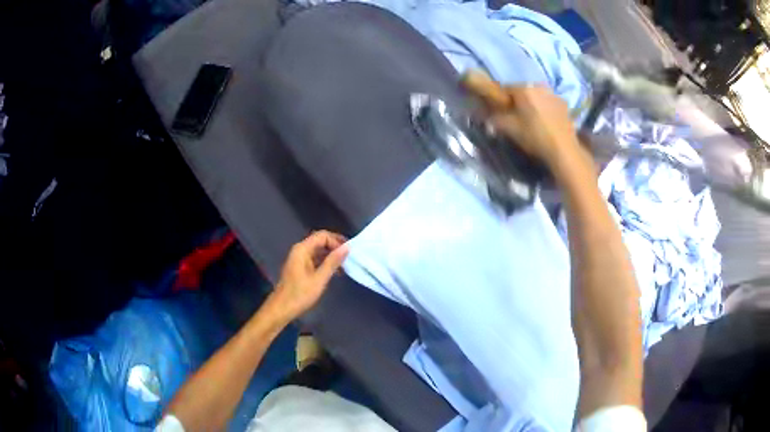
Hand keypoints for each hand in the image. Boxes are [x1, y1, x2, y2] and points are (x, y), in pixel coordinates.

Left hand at [271, 231, 348, 319]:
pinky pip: (315, 259)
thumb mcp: (319, 279)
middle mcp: (300, 250)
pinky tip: (335, 272)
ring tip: (345, 265)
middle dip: (335, 247)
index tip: (348, 252)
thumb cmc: (300, 294)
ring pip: (318, 250)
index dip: (336, 241)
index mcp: (302, 249)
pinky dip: (325, 262)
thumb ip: (333, 262)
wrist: (282, 308)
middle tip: (350, 256)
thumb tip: (346, 248)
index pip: (322, 235)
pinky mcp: (300, 267)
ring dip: (331, 255)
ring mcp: (299, 259)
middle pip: (320, 241)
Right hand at [462, 70, 583, 168]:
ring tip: (532, 120)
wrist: (564, 150)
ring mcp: (554, 94)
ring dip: (533, 104)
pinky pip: (549, 103)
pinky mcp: (565, 104)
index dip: (500, 99)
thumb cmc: (534, 136)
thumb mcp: (510, 129)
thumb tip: (487, 117)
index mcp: (523, 89)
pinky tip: (546, 122)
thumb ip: (496, 120)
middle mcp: (539, 86)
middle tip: (516, 117)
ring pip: (537, 96)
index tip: (498, 110)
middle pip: (523, 91)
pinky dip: (545, 109)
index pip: (505, 88)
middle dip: (518, 101)